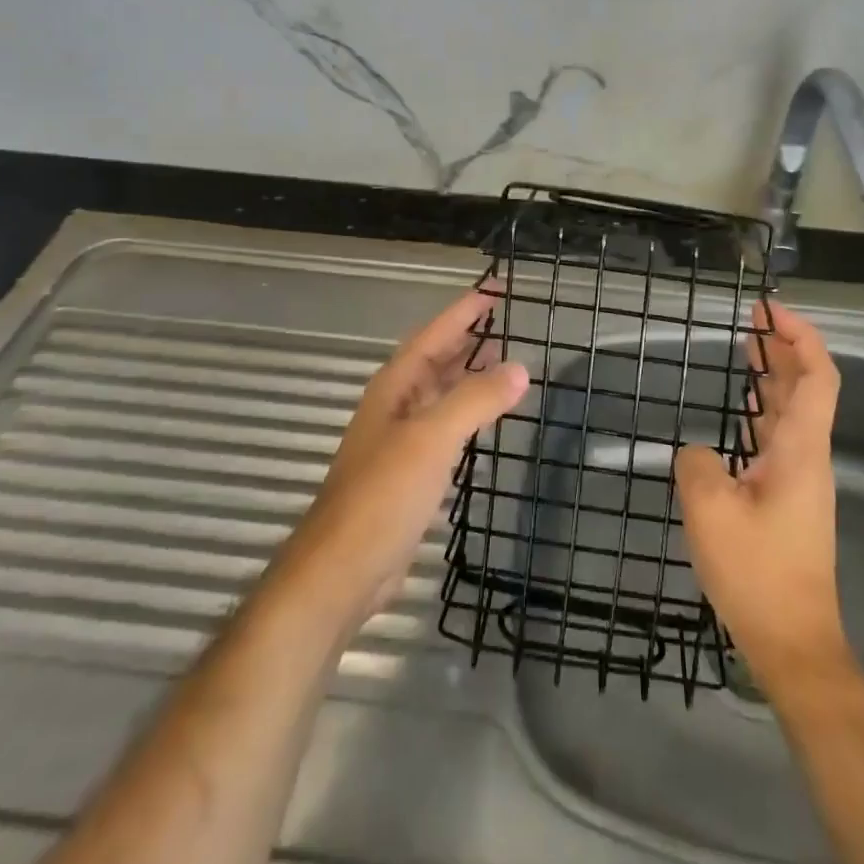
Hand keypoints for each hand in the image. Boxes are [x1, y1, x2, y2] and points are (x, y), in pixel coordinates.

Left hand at [261, 289, 527, 635]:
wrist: (343, 572)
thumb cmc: (383, 495)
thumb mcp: (432, 438)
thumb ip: (475, 400)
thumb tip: (520, 368)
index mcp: (394, 387)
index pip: (433, 335)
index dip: (462, 311)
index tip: (494, 291)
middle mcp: (395, 407)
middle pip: (436, 361)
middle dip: (468, 339)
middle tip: (507, 323)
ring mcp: (400, 442)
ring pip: (441, 395)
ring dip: (469, 376)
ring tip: (506, 364)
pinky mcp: (409, 475)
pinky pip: (444, 429)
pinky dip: (468, 415)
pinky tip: (485, 421)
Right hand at [675, 300, 850, 689]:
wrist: (793, 641)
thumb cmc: (757, 572)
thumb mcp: (710, 511)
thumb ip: (698, 464)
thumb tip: (698, 454)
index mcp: (800, 449)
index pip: (817, 376)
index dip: (799, 336)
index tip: (768, 311)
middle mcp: (807, 456)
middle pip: (806, 387)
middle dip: (783, 347)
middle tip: (753, 319)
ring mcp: (800, 479)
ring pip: (792, 411)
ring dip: (773, 376)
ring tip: (746, 349)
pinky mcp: (788, 498)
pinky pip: (778, 436)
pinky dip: (761, 409)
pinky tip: (741, 408)